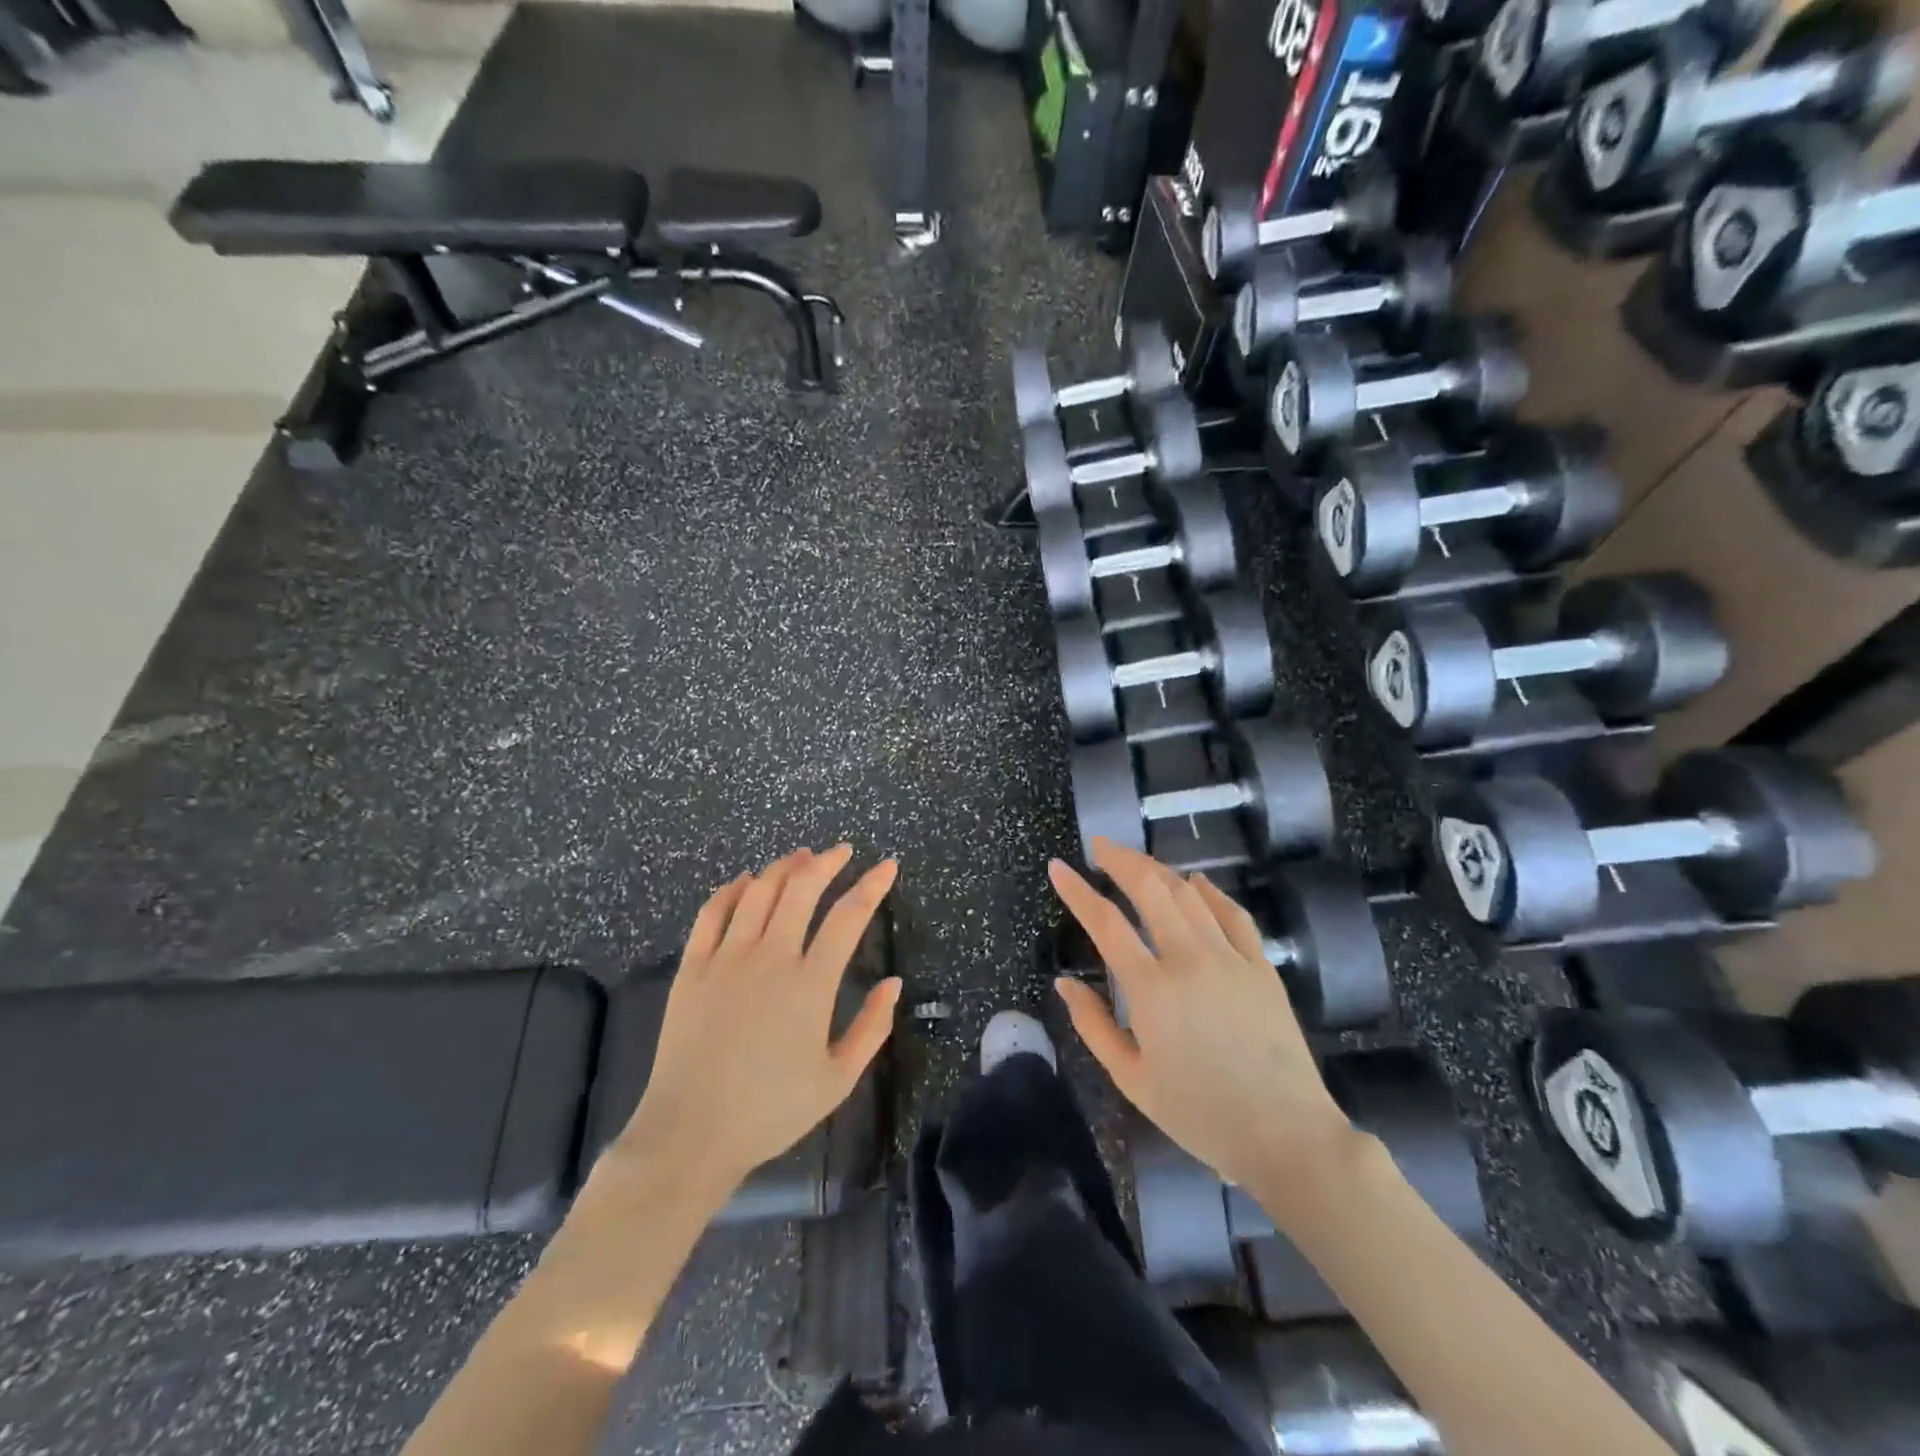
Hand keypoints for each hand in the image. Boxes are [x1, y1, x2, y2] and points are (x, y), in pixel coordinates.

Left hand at [619, 847, 901, 1192]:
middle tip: (842, 852)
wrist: (690, 1134)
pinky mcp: (692, 968)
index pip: (848, 916)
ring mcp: (726, 958)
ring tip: (801, 857)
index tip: (887, 865)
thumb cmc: (771, 1111)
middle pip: (801, 888)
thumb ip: (872, 1027)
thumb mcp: (837, 1079)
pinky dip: (731, 890)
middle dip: (827, 861)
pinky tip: (744, 881)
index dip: (872, 885)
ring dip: (783, 868)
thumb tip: (894, 983)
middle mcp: (770, 958)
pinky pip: (712, 913)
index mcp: (810, 984)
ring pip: (758, 892)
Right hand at [1050, 839, 1351, 1191]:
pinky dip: (1212, 892)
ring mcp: (1231, 958)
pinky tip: (1197, 882)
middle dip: (1121, 860)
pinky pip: (1234, 915)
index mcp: (1152, 989)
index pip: (1105, 923)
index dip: (1077, 890)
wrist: (1286, 1135)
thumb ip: (1094, 1026)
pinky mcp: (1262, 967)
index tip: (1059, 867)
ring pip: (1190, 895)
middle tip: (1100, 847)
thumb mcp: (1132, 1080)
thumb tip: (1064, 983)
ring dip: (1159, 869)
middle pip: (1151, 889)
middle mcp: (1190, 959)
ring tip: (1137, 861)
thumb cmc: (1201, 1114)